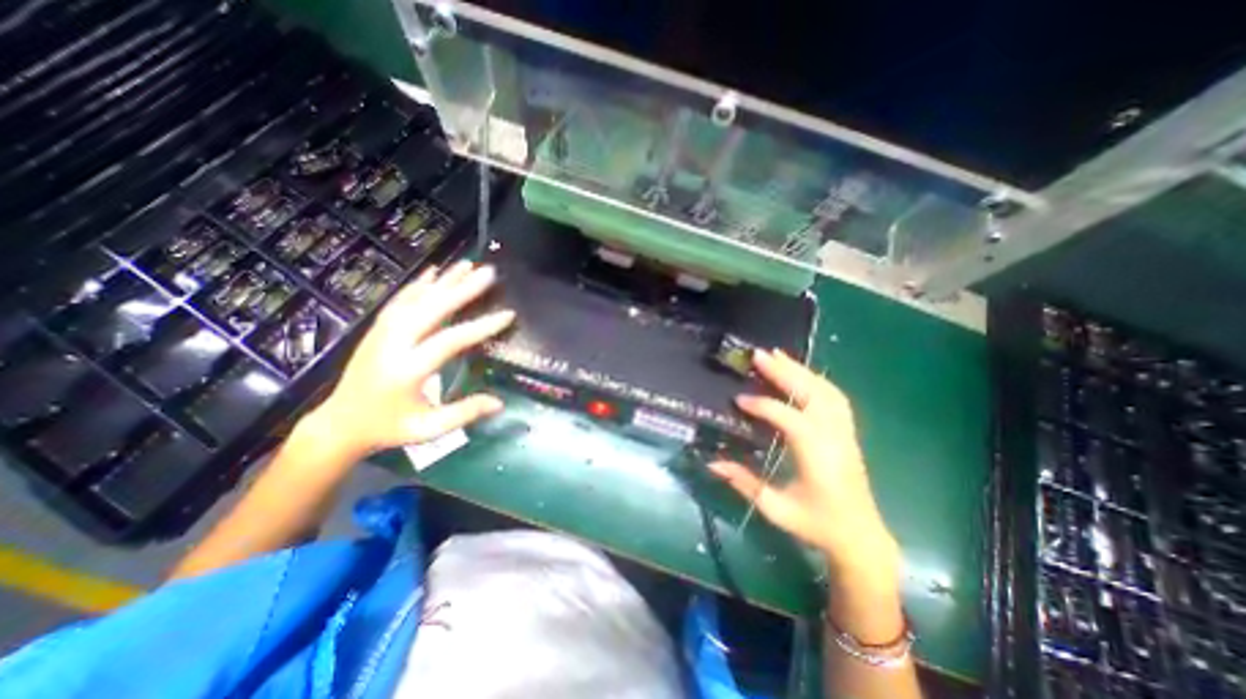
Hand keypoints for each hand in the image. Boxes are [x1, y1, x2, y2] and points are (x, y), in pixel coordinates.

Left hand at [304, 260, 513, 458]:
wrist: (340, 423)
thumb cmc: (389, 428)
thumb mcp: (428, 429)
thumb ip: (464, 413)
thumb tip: (500, 402)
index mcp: (408, 370)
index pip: (450, 341)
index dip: (481, 327)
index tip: (508, 314)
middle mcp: (393, 344)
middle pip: (432, 309)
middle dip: (462, 289)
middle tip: (488, 273)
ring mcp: (382, 333)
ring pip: (416, 299)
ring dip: (444, 280)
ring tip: (468, 264)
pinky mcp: (377, 329)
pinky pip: (400, 300)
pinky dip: (419, 284)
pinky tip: (434, 272)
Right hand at [706, 349, 901, 577]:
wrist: (861, 538)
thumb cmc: (817, 526)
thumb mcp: (776, 509)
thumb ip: (744, 483)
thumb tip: (712, 462)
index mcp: (818, 457)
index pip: (790, 419)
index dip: (763, 406)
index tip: (739, 399)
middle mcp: (835, 438)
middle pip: (812, 394)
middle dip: (784, 372)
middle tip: (758, 355)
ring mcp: (845, 433)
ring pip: (825, 390)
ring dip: (800, 370)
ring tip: (777, 355)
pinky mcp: (847, 432)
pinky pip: (834, 397)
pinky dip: (816, 379)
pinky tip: (800, 372)